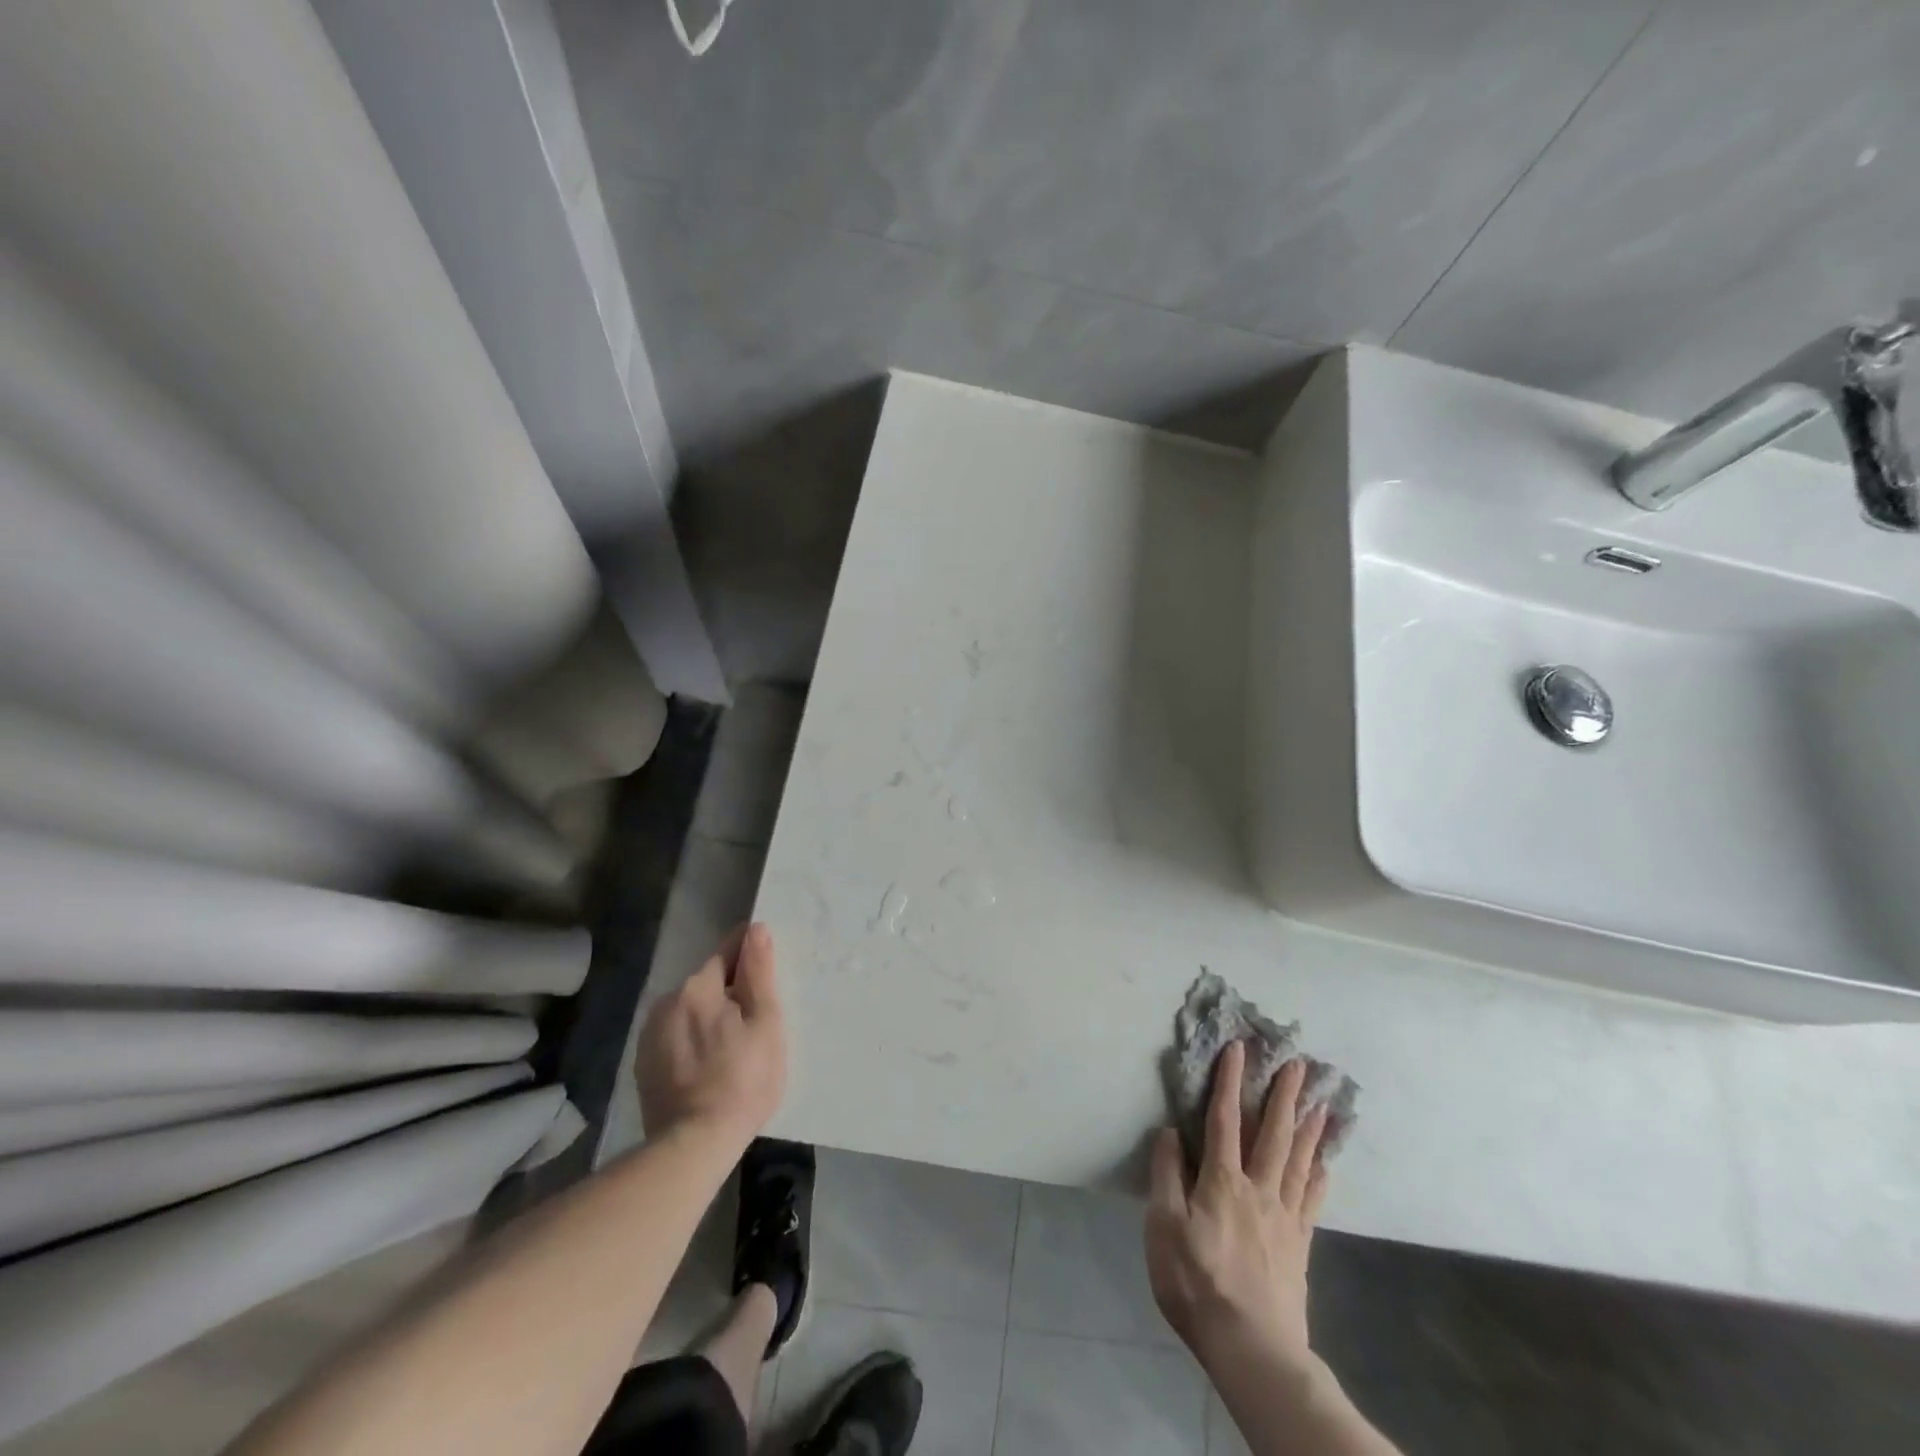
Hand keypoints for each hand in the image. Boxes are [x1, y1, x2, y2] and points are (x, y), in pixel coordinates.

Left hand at [636, 921, 785, 1149]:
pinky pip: (676, 1036)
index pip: (728, 951)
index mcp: (697, 986)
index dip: (750, 956)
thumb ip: (759, 972)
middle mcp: (667, 1001)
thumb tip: (756, 929)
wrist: (693, 1145)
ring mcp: (650, 1034)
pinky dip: (692, 1041)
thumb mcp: (766, 1023)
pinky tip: (708, 1066)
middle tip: (756, 1022)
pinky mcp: (644, 1064)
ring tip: (732, 1048)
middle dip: (731, 992)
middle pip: (708, 982)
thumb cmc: (743, 1080)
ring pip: (690, 1010)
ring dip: (710, 1017)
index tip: (766, 973)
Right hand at [1144, 1041, 1330, 1374]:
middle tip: (1299, 1065)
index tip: (1238, 1048)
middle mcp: (1258, 1188)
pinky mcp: (1299, 1245)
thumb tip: (1170, 1132)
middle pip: (1273, 1133)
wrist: (1252, 1349)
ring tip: (1321, 1102)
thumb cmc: (1197, 1283)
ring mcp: (1284, 1217)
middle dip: (1284, 1095)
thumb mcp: (1163, 1227)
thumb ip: (1166, 1175)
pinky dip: (1318, 1176)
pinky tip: (1325, 1164)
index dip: (1230, 1081)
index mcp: (1222, 1181)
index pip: (1224, 1119)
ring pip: (1298, 1161)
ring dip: (1309, 1128)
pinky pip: (1311, 1200)